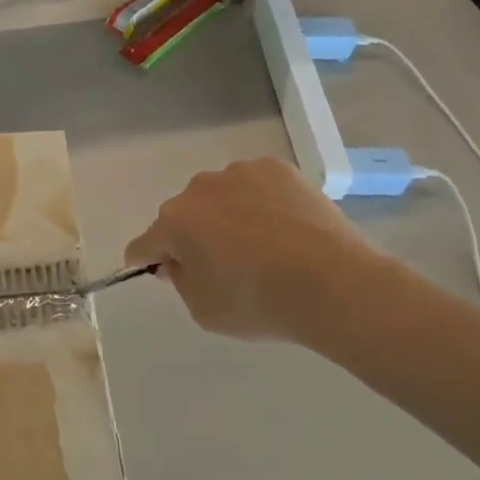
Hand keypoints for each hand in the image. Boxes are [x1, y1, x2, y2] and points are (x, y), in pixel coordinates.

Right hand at [123, 158, 390, 345]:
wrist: (334, 283)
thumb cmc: (260, 303)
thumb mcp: (204, 311)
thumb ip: (180, 281)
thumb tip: (180, 260)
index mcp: (174, 223)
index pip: (145, 244)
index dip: (150, 261)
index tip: (166, 273)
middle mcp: (199, 188)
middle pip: (184, 215)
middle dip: (194, 236)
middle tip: (225, 266)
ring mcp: (239, 172)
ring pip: (220, 196)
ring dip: (227, 215)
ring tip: (263, 245)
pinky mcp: (276, 168)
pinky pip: (255, 186)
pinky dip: (261, 202)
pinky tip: (285, 228)